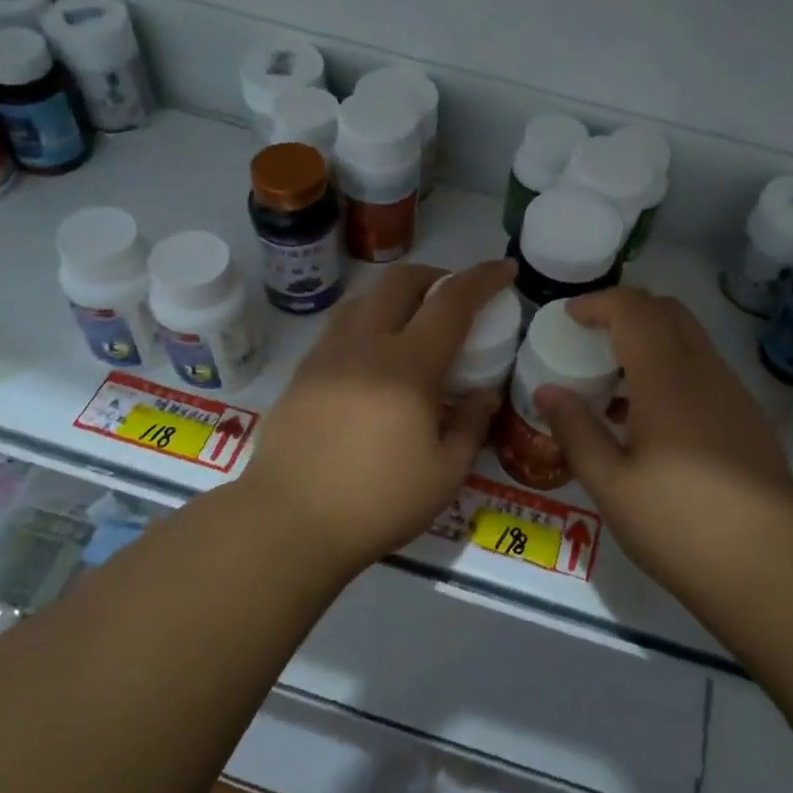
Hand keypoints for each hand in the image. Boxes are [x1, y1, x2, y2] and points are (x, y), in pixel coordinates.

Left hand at [240, 259, 515, 580]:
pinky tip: (374, 354)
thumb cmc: (376, 503)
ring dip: (397, 293)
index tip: (504, 269)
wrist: (288, 522)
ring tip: (413, 319)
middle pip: (400, 281)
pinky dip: (368, 319)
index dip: (482, 278)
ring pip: (364, 297)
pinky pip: (341, 325)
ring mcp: (327, 354)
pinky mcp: (303, 372)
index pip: (451, 302)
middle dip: (435, 274)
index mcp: (408, 366)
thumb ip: (471, 425)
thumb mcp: (445, 474)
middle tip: (455, 295)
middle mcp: (365, 345)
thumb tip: (485, 395)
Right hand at [534, 289, 792, 607]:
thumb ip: (576, 431)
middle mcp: (705, 373)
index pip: (634, 310)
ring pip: (691, 340)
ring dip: (651, 340)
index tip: (570, 317)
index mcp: (667, 379)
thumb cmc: (680, 524)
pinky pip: (705, 371)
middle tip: (592, 337)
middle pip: (668, 311)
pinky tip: (653, 420)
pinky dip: (673, 369)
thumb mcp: (611, 485)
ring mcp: (734, 394)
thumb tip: (547, 391)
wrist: (772, 567)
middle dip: (627, 310)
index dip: (599, 303)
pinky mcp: (749, 419)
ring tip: (616, 382)